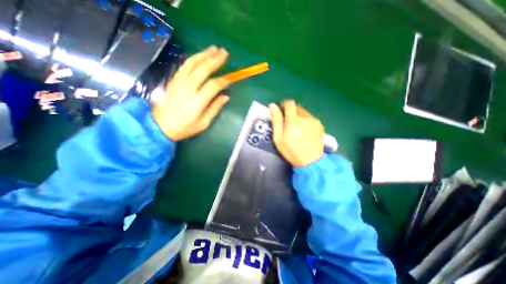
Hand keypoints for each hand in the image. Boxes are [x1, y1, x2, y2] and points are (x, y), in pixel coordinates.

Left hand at [152, 45, 230, 140]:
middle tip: (225, 52)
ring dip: (204, 54)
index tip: (232, 78)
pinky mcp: (173, 80)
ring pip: (193, 63)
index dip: (224, 80)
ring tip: (214, 48)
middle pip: (204, 69)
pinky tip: (200, 55)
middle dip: (215, 59)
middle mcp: (189, 88)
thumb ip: (215, 108)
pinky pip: (184, 65)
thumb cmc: (184, 128)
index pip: (214, 85)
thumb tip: (226, 96)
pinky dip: (193, 58)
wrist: (159, 126)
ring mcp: (179, 82)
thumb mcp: (203, 123)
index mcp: (198, 101)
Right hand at [268, 100, 323, 165]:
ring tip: (297, 128)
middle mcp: (305, 118)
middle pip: (297, 107)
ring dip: (299, 116)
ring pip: (304, 112)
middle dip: (291, 112)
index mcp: (293, 121)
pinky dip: (306, 121)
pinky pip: (310, 117)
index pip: (289, 104)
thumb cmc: (291, 151)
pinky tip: (305, 131)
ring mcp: (314, 121)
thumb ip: (276, 121)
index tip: (282, 111)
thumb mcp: (278, 138)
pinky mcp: (319, 124)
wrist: (310, 161)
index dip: (284, 105)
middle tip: (288, 123)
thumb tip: (273, 106)